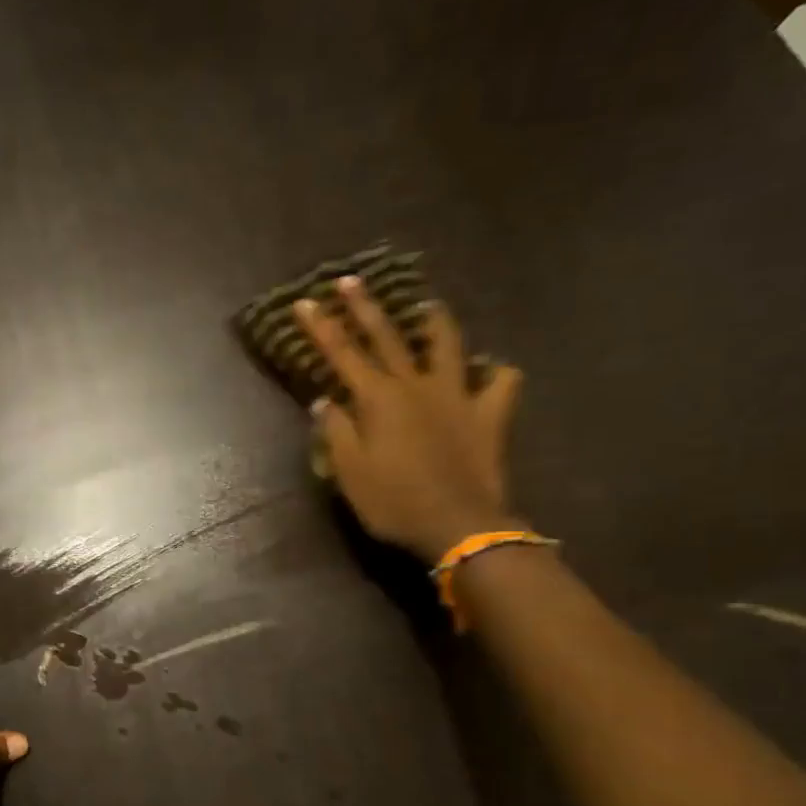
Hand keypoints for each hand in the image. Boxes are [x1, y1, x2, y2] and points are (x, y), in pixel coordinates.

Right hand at [294, 278, 524, 561]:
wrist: (458, 525)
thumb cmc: (393, 502)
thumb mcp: (349, 472)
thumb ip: (335, 432)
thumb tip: (325, 401)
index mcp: (378, 399)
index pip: (341, 354)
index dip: (321, 327)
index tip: (305, 301)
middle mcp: (416, 386)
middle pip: (387, 337)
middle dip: (365, 307)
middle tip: (351, 280)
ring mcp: (457, 396)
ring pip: (447, 345)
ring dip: (434, 322)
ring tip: (427, 307)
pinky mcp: (488, 414)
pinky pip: (500, 383)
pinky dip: (493, 373)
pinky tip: (488, 372)